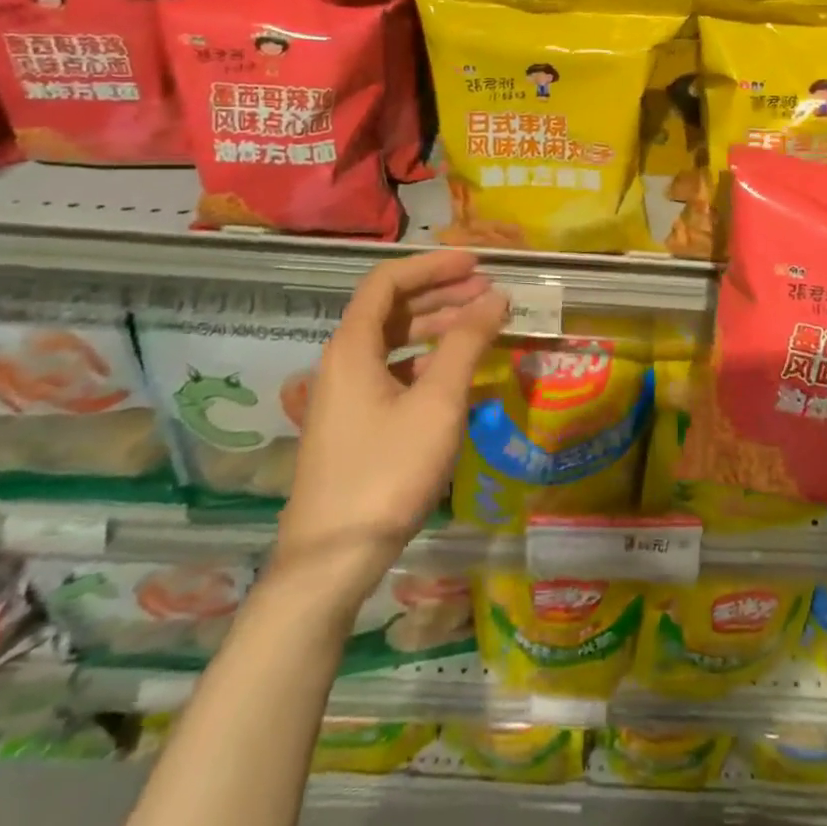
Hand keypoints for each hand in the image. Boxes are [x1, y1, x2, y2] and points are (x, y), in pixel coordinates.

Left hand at [274, 250, 508, 614]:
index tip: (475, 264)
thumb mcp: (437, 403)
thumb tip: (495, 297)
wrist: (331, 560)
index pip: (388, 281)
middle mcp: (342, 362)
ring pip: (394, 344)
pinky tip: (457, 376)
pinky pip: (393, 374)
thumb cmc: (386, 472)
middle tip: (489, 292)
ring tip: (481, 327)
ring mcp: (345, 395)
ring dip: (436, 329)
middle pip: (392, 309)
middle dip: (441, 295)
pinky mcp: (354, 425)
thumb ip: (466, 344)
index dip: (432, 265)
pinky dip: (427, 364)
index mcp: (352, 346)